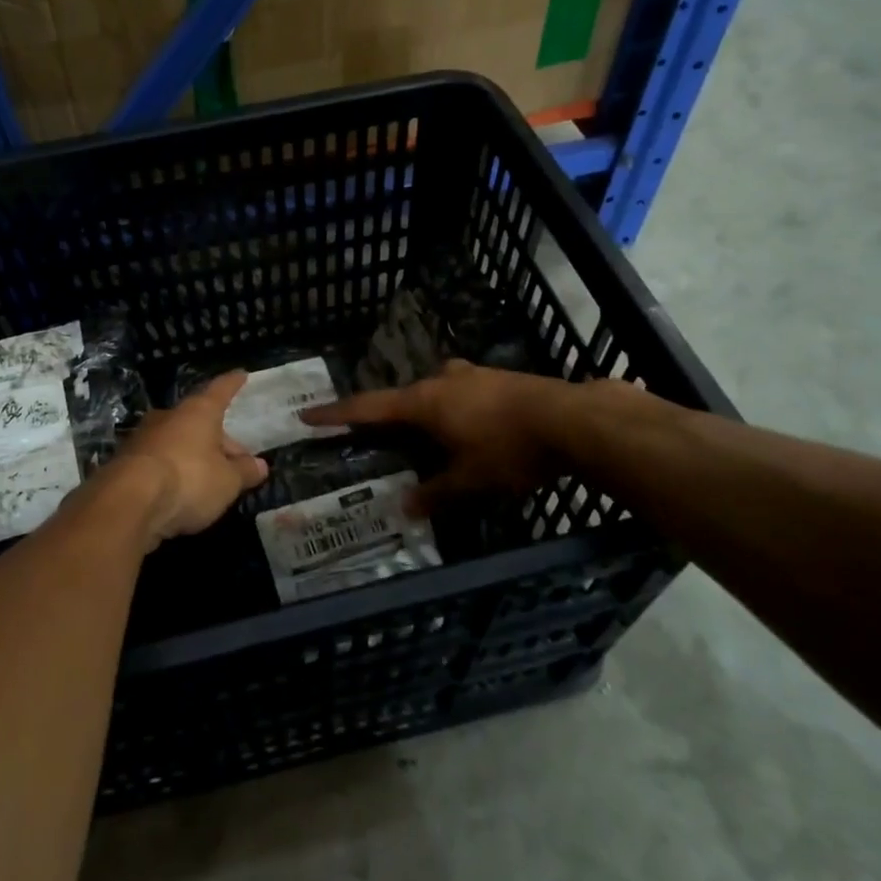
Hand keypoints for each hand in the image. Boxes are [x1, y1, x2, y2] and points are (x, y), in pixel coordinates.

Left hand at [110, 372, 268, 547]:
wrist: (127, 502)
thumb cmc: (188, 480)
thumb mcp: (227, 481)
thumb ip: (244, 472)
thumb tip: (260, 466)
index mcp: (198, 412)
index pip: (220, 391)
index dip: (233, 384)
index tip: (241, 374)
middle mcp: (168, 417)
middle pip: (198, 421)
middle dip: (218, 439)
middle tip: (235, 462)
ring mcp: (143, 438)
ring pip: (177, 442)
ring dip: (194, 457)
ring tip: (210, 480)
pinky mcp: (124, 463)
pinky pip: (158, 462)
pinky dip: (172, 472)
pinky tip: (180, 492)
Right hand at [302, 359, 607, 514]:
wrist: (572, 419)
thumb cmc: (510, 449)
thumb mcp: (470, 480)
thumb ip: (436, 492)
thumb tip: (405, 506)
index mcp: (425, 402)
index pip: (369, 407)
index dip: (337, 414)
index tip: (309, 414)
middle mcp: (442, 380)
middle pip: (405, 397)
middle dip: (392, 416)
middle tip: (384, 437)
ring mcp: (472, 374)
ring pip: (437, 391)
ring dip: (428, 411)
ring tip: (433, 437)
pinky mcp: (499, 377)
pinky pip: (463, 392)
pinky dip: (456, 409)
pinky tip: (472, 427)